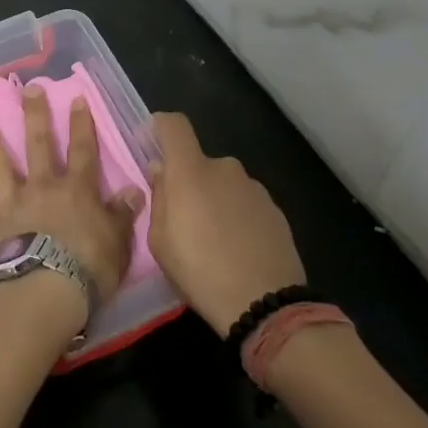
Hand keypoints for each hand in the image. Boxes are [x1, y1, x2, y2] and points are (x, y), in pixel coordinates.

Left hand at [0, 87, 143, 313]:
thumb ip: (122, 215)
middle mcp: (41, 188)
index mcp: (76, 191)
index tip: (76, 98)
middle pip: (37, 144)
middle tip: (27, 88)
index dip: (81, 124)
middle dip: (34, 114)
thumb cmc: (87, 270)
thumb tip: (134, 191)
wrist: (43, 294)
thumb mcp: (117, 244)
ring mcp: (11, 204)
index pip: (83, 150)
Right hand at [146, 112, 307, 337]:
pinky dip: (238, 217)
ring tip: (215, 241)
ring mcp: (253, 187)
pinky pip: (245, 203)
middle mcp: (224, 168)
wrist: (265, 303)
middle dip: (189, 182)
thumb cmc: (200, 271)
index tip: (152, 145)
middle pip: (199, 162)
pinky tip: (239, 249)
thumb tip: (162, 172)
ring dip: (215, 201)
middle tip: (185, 219)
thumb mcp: (160, 242)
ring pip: (224, 184)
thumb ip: (159, 198)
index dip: (160, 127)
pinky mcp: (275, 209)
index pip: (174, 125)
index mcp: (190, 170)